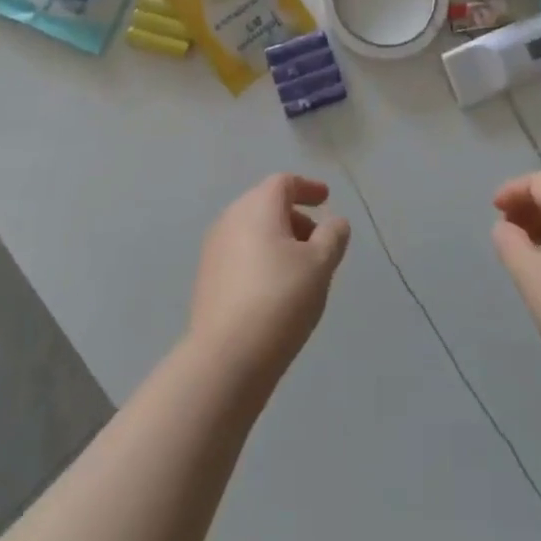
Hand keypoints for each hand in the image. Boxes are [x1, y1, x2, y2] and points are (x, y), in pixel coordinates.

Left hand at [190, 174, 350, 391]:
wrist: (226, 357)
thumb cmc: (280, 299)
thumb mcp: (319, 264)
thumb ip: (332, 236)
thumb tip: (334, 222)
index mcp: (257, 206)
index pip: (284, 183)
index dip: (308, 188)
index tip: (326, 198)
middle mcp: (230, 218)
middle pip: (266, 204)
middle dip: (295, 217)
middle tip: (318, 240)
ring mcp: (214, 248)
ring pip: (252, 230)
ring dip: (278, 239)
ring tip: (301, 269)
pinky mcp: (207, 278)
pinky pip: (240, 254)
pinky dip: (261, 258)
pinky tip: (275, 289)